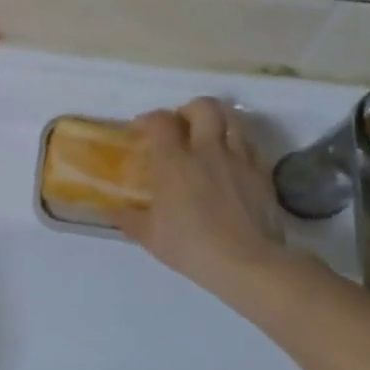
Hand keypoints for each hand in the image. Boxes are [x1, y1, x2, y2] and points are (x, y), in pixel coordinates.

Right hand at [114, 100, 289, 299]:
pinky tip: (230, 162)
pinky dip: (237, 144)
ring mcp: (239, 159)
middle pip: (204, 106)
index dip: (149, 119)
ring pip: (233, 119)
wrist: (246, 263)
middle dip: (189, 109)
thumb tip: (107, 209)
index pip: (161, 120)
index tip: (141, 129)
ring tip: (208, 137)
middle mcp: (207, 150)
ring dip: (217, 121)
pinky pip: (250, 145)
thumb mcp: (148, 236)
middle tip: (180, 125)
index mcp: (174, 161)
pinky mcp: (262, 173)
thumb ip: (126, 217)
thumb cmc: (190, 246)